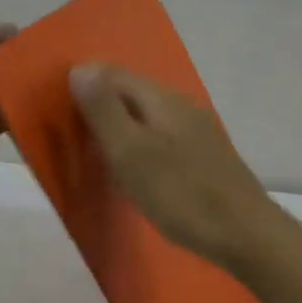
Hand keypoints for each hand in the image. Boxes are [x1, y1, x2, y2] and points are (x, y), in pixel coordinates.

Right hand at [69, 63, 284, 272]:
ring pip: (148, 118)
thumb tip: (80, 68)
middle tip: (72, 135)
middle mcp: (183, 106)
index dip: (85, 83)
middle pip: (133, 93)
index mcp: (164, 99)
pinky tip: (134, 172)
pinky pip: (162, 139)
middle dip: (101, 106)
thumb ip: (105, 110)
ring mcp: (198, 132)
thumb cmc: (181, 194)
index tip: (57, 109)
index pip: (115, 73)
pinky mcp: (205, 158)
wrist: (244, 233)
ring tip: (97, 155)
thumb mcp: (131, 152)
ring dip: (121, 129)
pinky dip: (140, 148)